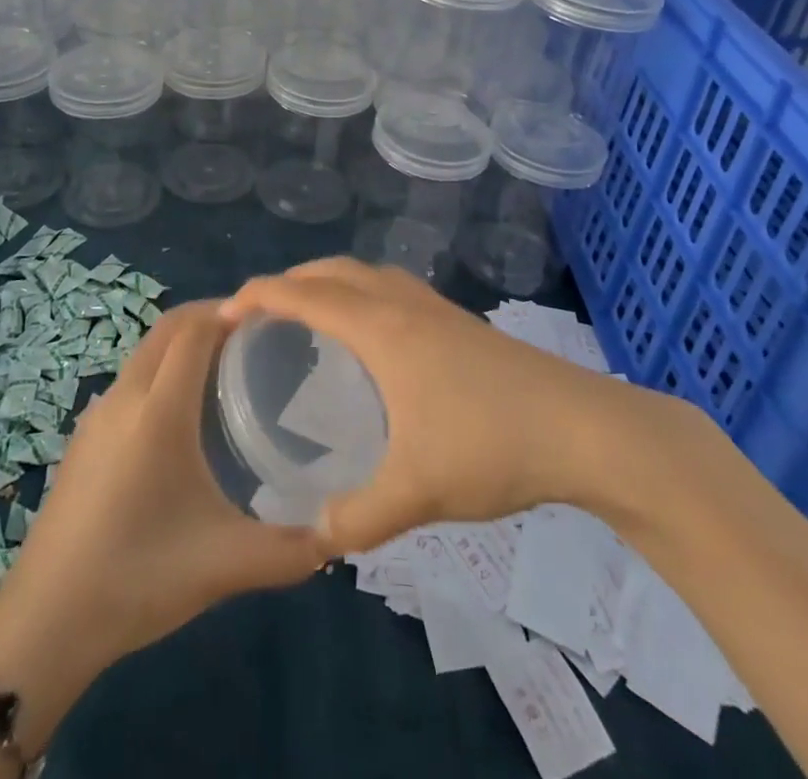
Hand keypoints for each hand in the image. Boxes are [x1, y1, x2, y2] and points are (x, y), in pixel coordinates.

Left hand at [0, 301, 325, 710]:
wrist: (44, 621)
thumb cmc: (138, 578)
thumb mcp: (224, 565)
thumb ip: (291, 550)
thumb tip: (340, 534)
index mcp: (159, 409)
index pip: (195, 329)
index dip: (232, 311)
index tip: (273, 317)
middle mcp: (126, 395)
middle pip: (169, 327)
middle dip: (211, 316)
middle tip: (257, 336)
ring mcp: (98, 413)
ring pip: (147, 350)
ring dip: (184, 341)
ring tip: (229, 368)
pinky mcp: (85, 435)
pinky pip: (132, 378)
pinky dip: (163, 367)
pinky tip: (184, 414)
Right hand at [223, 258, 707, 554]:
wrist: (583, 427)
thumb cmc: (491, 444)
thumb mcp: (418, 492)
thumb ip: (359, 519)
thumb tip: (315, 537)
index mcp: (381, 328)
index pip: (304, 294)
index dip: (259, 295)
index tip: (224, 313)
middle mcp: (401, 304)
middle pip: (332, 271)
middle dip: (289, 282)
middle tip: (260, 316)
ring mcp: (435, 307)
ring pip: (366, 274)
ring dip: (329, 282)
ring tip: (309, 318)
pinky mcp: (460, 321)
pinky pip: (392, 289)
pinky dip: (362, 294)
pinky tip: (371, 338)